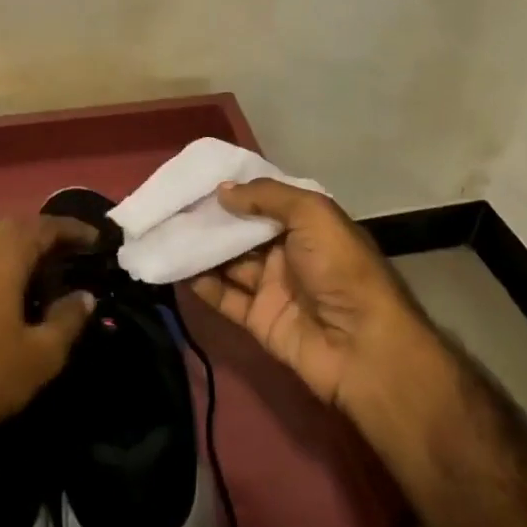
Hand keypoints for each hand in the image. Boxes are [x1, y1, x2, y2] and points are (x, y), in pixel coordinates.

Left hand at [0, 214, 98, 441]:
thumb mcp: (39, 355)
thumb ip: (67, 320)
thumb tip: (85, 296)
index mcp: (4, 252)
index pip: (46, 226)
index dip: (74, 230)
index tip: (97, 241)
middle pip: (17, 228)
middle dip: (48, 238)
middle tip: (74, 258)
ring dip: (23, 253)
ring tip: (47, 278)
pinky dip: (1, 267)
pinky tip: (11, 297)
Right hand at [188, 179, 420, 411]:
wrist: (362, 346)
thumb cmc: (340, 269)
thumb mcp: (312, 214)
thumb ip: (266, 196)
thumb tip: (221, 191)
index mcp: (307, 225)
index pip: (264, 201)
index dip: (234, 191)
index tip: (196, 181)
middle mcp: (289, 252)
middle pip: (242, 232)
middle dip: (210, 220)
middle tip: (170, 206)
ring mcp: (273, 287)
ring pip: (229, 263)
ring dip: (200, 249)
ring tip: (163, 232)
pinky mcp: (259, 319)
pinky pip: (224, 297)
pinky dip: (201, 283)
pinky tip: (174, 267)